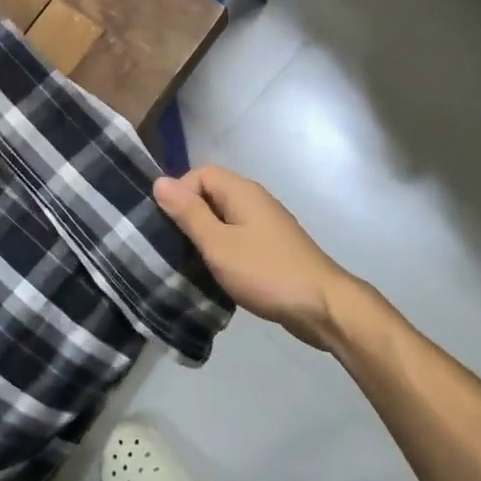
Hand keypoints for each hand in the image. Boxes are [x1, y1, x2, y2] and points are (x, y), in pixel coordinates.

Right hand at [153, 166, 354, 350]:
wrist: (321, 306)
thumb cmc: (265, 271)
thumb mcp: (218, 244)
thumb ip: (189, 213)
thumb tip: (159, 181)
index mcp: (241, 191)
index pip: (200, 174)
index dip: (180, 194)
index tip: (168, 226)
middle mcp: (255, 200)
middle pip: (211, 194)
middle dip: (189, 216)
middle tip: (174, 247)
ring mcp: (266, 224)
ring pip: (224, 218)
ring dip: (206, 236)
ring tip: (190, 263)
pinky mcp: (272, 247)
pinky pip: (238, 237)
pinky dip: (223, 249)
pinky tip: (216, 273)